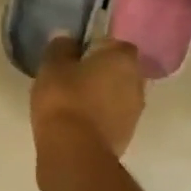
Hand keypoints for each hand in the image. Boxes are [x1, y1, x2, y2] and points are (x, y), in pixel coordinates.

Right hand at [31, 36, 144, 166]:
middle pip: (119, 70)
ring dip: (101, 96)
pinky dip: (99, 117)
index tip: (74, 57)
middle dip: (100, 73)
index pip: (113, 43)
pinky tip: (78, 123)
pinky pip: (112, 117)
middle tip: (73, 79)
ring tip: (73, 103)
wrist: (74, 151)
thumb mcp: (52, 66)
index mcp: (123, 58)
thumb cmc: (64, 99)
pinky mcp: (127, 135)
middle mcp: (138, 81)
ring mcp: (135, 111)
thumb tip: (67, 39)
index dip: (93, 48)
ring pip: (117, 95)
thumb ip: (60, 47)